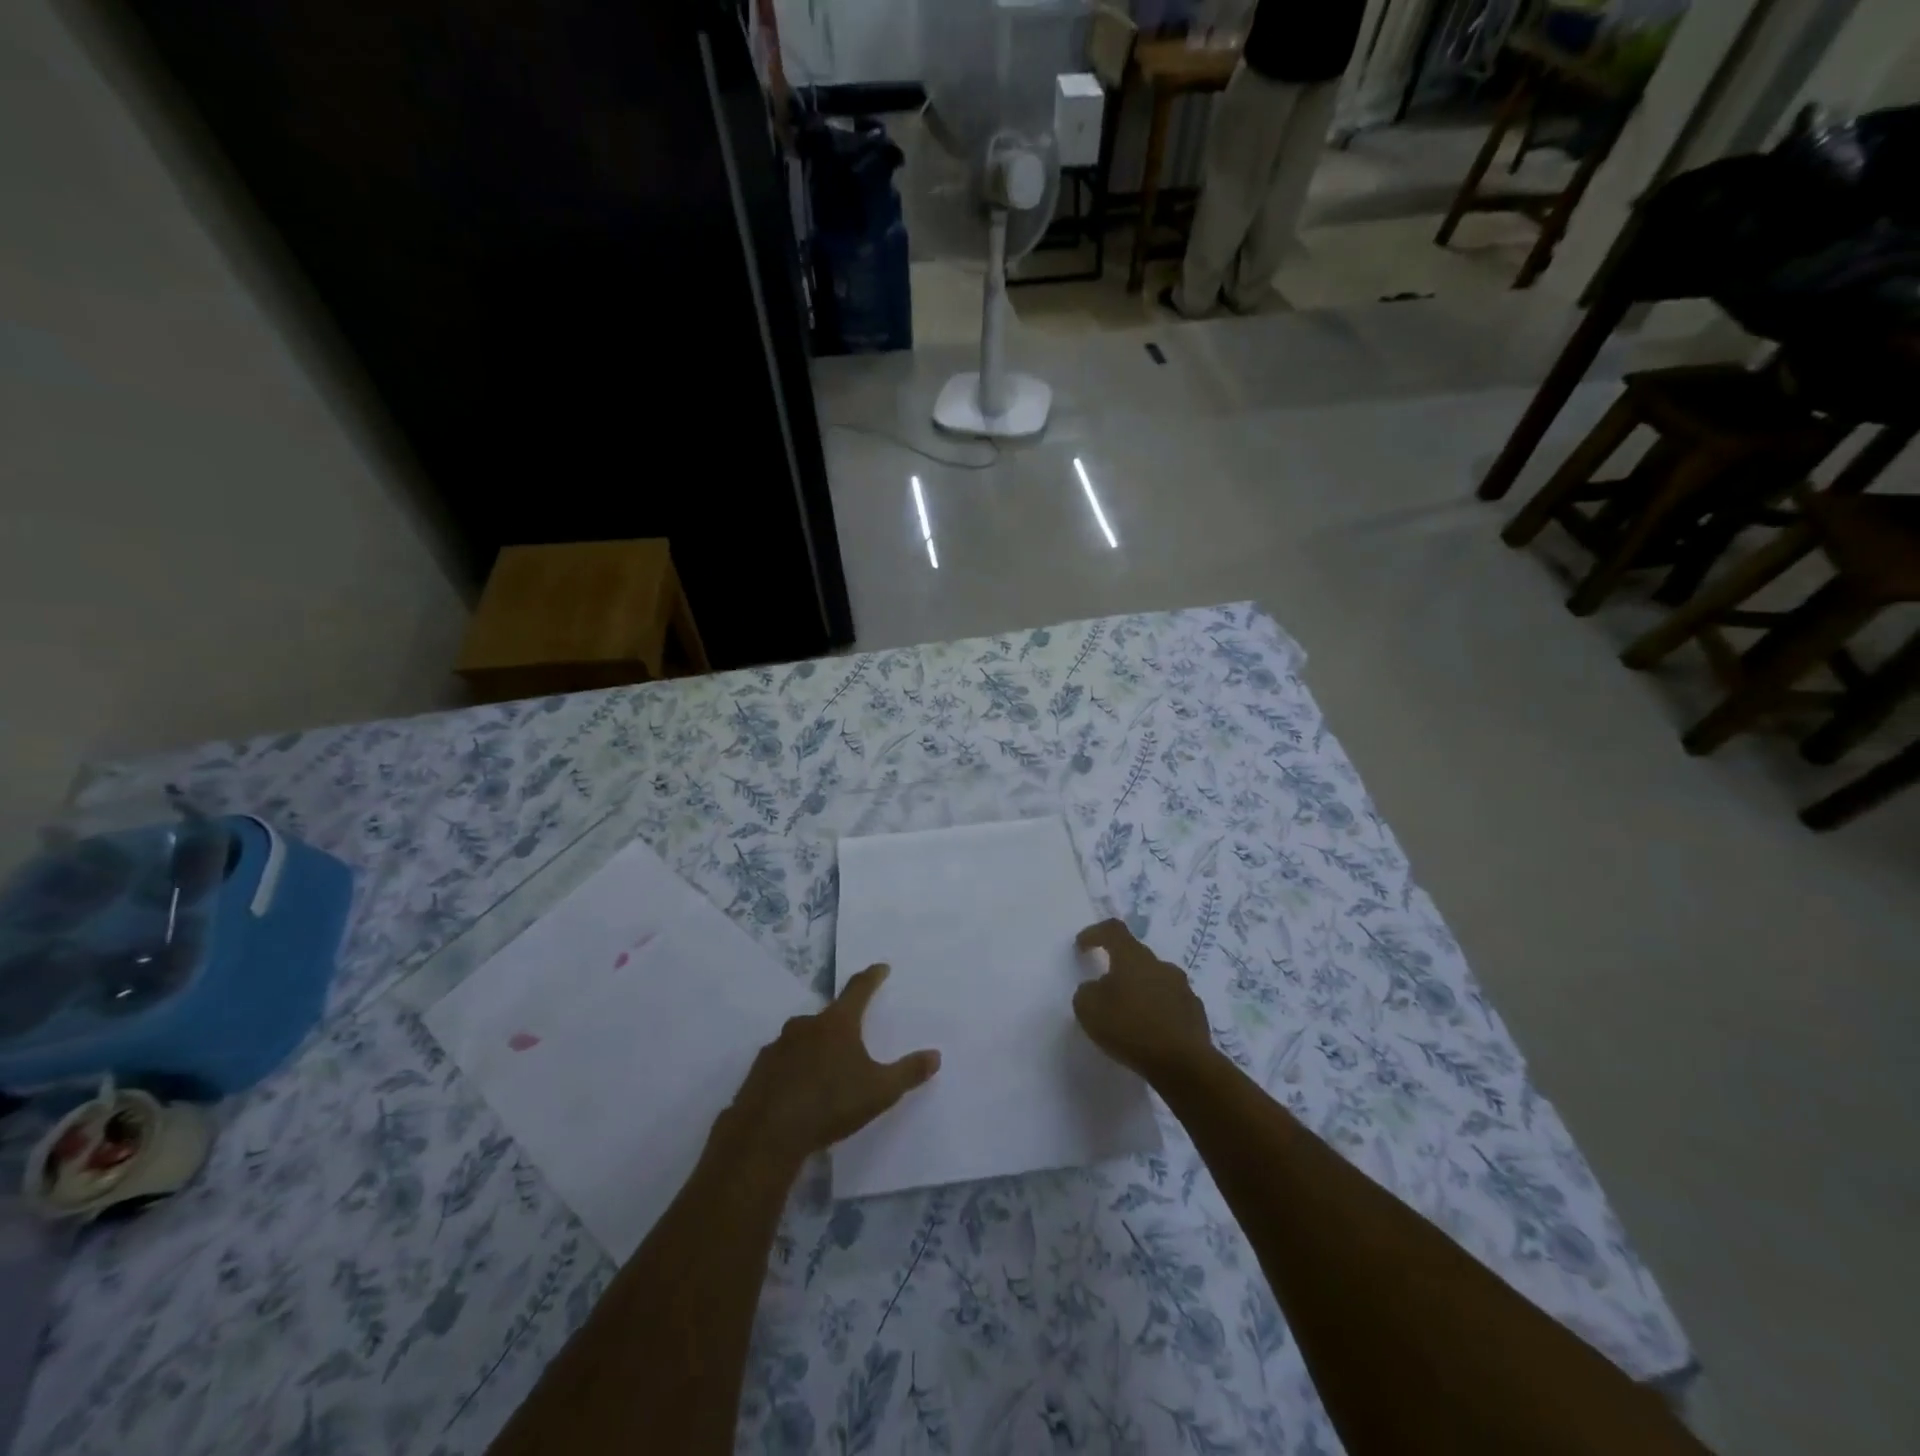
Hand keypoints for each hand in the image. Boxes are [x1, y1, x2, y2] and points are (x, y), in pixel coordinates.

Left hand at [726, 964, 939, 1163]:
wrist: (768, 1133)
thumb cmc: (830, 1104)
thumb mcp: (880, 1091)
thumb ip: (908, 1072)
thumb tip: (935, 1055)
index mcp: (838, 1023)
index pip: (859, 989)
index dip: (872, 977)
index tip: (881, 967)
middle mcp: (807, 1025)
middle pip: (829, 1016)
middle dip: (842, 1024)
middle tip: (853, 1039)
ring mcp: (779, 1045)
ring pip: (803, 1038)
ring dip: (815, 1047)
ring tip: (826, 1071)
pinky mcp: (760, 1068)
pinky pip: (783, 1060)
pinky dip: (793, 1068)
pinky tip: (797, 1090)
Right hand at [1073, 919, 1214, 1082]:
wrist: (1183, 1064)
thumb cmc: (1130, 1028)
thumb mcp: (1089, 1009)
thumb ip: (1087, 992)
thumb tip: (1096, 988)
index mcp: (1133, 958)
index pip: (1113, 930)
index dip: (1095, 933)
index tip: (1082, 946)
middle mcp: (1160, 965)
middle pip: (1136, 956)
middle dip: (1119, 968)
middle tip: (1105, 990)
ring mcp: (1182, 988)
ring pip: (1155, 980)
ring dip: (1140, 990)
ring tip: (1129, 1015)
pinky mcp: (1196, 1012)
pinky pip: (1171, 1003)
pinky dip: (1158, 1010)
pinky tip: (1151, 1032)